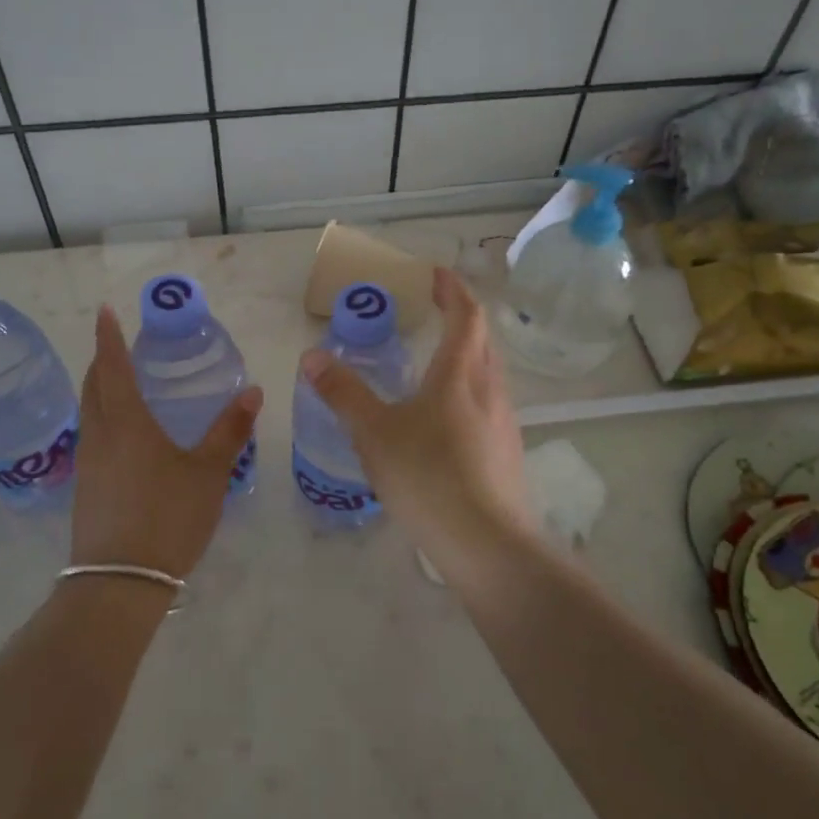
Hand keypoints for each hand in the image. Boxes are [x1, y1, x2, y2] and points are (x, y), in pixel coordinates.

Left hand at [71, 305, 262, 578]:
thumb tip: (253, 392)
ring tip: (121, 384)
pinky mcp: (85, 487)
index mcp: (126, 422)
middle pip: (92, 386)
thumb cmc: (168, 517)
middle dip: (102, 360)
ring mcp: (87, 463)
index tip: (106, 311)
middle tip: (118, 346)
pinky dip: (102, 419)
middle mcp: (99, 435)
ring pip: (88, 412)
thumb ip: (229, 431)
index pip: (112, 366)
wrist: (119, 582)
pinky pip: (91, 437)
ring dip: (99, 390)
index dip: (109, 337)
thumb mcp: (208, 473)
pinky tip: (123, 435)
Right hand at [300, 267, 533, 584]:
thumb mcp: (374, 433)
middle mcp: (489, 389)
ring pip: (487, 373)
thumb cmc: (428, 476)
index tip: (435, 274)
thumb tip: (313, 357)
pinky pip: (487, 405)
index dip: (452, 289)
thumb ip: (343, 393)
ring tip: (434, 363)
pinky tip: (443, 420)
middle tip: (433, 311)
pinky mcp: (506, 452)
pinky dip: (466, 391)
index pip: (465, 315)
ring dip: (466, 355)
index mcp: (459, 374)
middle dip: (461, 317)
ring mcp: (504, 422)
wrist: (487, 544)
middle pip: (482, 340)